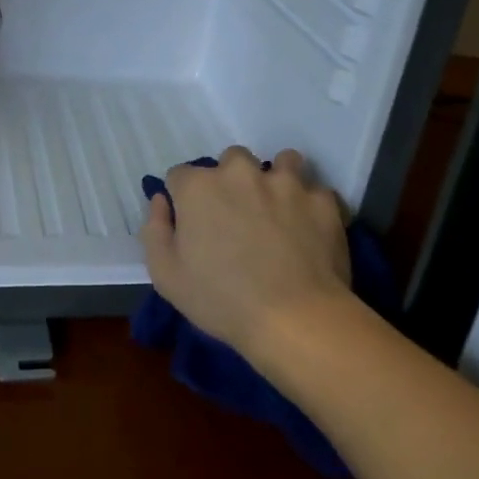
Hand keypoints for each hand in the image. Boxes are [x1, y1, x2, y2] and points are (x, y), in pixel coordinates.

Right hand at [141, 146, 353, 369]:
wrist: (295, 319)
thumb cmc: (221, 300)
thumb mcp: (166, 275)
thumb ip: (155, 229)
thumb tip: (162, 200)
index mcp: (199, 187)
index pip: (180, 175)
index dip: (184, 199)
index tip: (193, 224)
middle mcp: (241, 173)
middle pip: (232, 159)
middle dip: (231, 181)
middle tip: (237, 217)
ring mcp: (287, 183)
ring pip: (282, 162)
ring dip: (277, 180)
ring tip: (279, 211)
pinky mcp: (323, 201)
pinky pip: (317, 192)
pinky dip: (312, 207)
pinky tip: (310, 231)